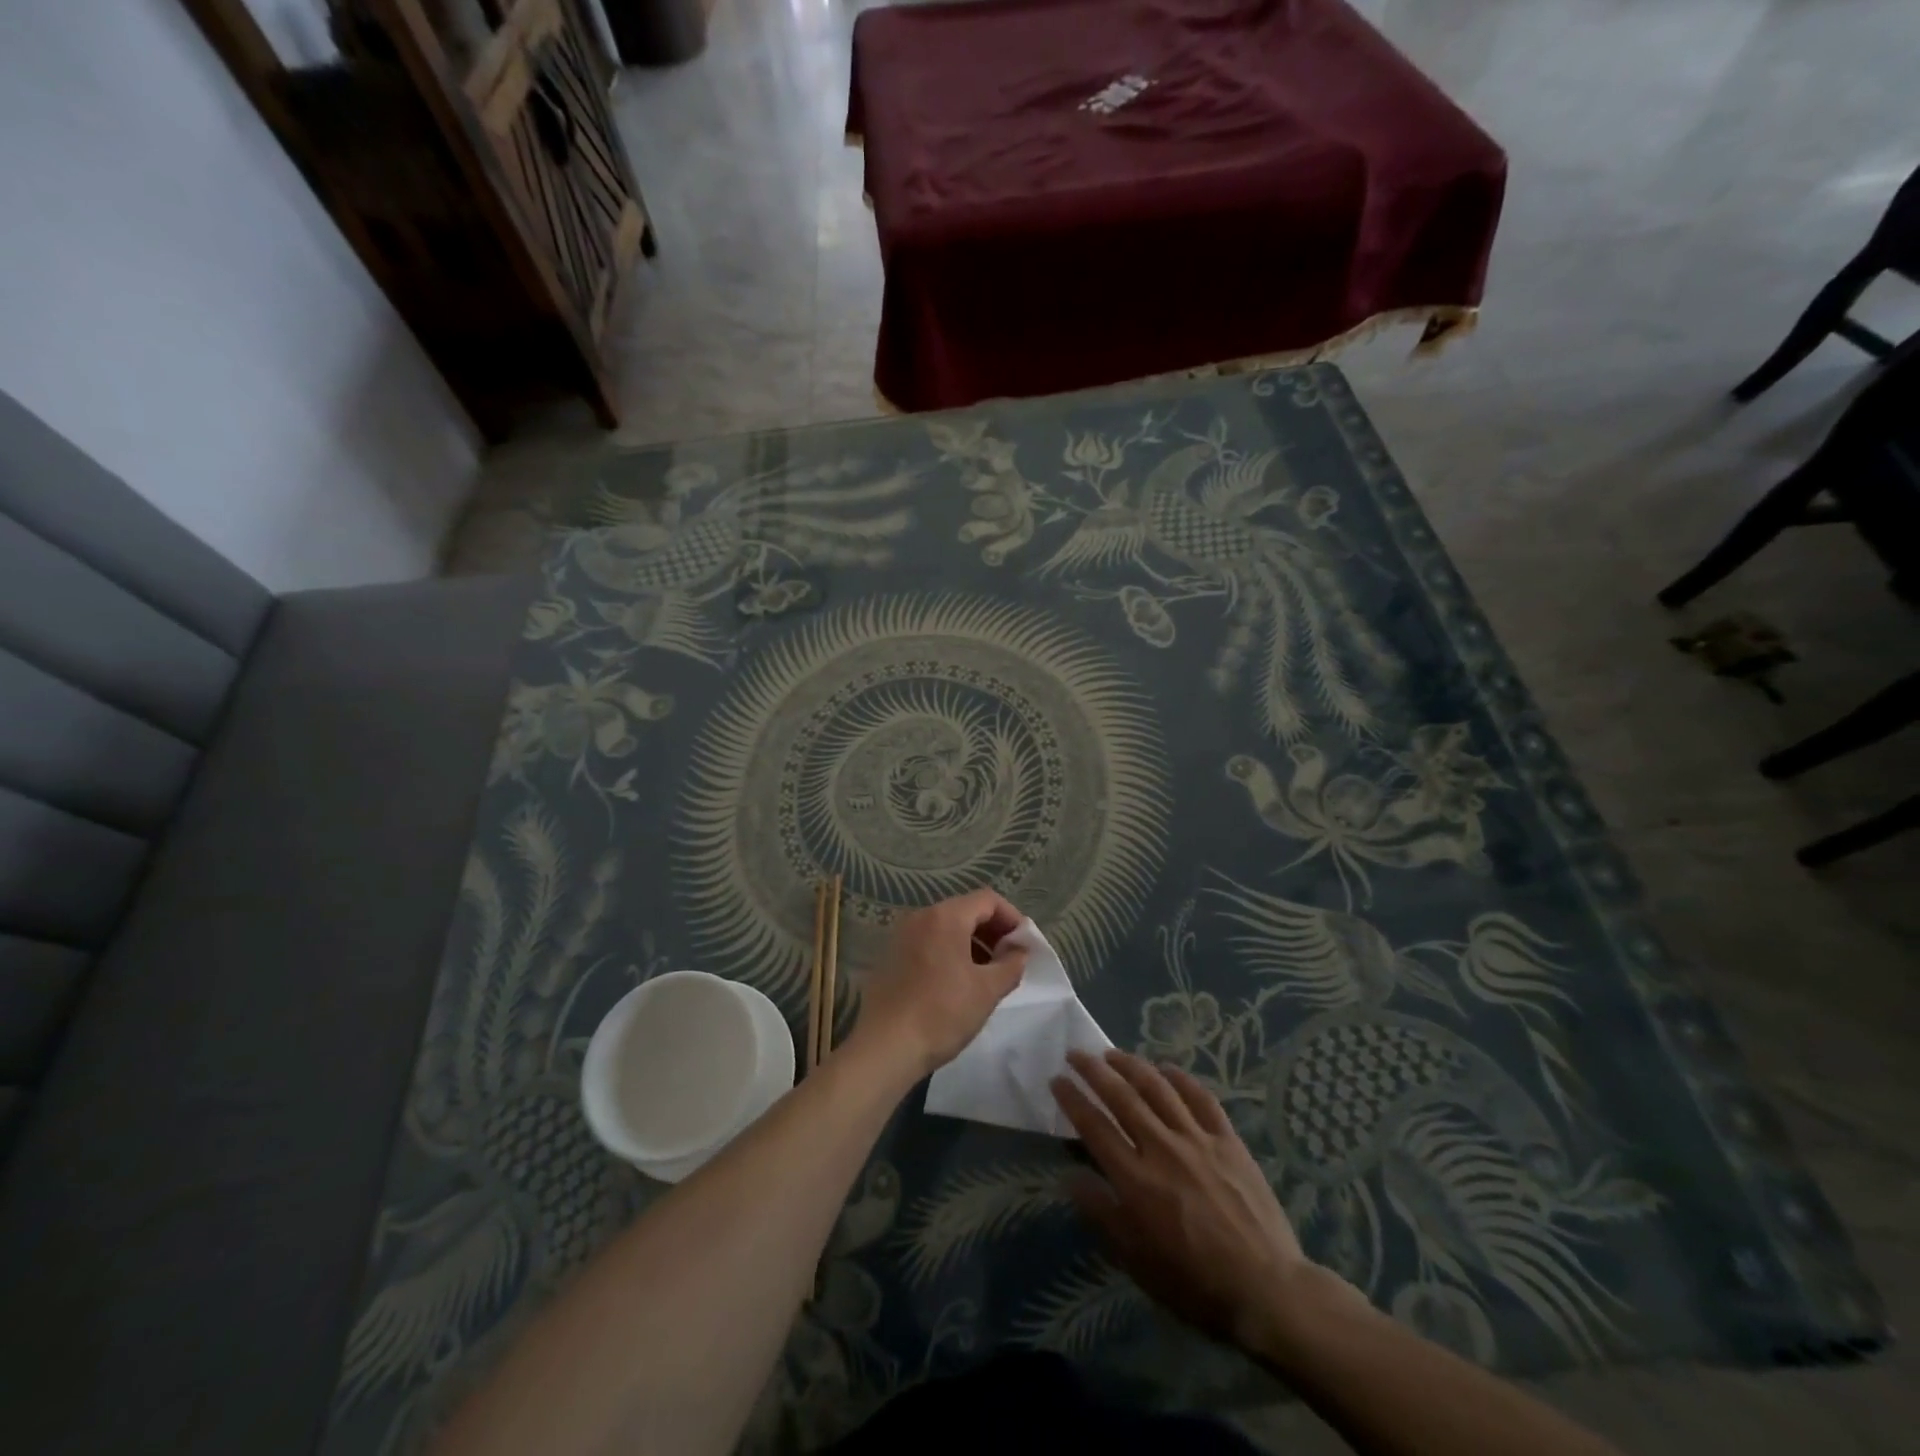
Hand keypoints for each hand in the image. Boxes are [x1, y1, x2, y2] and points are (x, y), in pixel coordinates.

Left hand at [849, 889, 1027, 1082]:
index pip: (987, 900)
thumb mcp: (987, 990)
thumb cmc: (942, 1013)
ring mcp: (901, 936)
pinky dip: (949, 953)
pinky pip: (928, 943)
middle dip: (992, 931)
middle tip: (1009, 960)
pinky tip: (957, 983)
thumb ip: (1011, 964)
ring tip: (987, 975)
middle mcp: (920, 917)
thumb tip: (1019, 951)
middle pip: (965, 910)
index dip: (1011, 917)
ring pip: (946, 928)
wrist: (885, 1047)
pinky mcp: (891, 957)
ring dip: (972, 943)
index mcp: (945, 917)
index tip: (1024, 945)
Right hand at [1051, 1049, 1322, 1353]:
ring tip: (1112, 1053)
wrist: (1268, 1289)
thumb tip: (1071, 1177)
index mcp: (1136, 1179)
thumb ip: (1102, 1214)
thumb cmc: (1195, 1283)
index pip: (1094, 1126)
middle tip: (1076, 1053)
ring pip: (1158, 1088)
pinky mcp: (1228, 1140)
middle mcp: (1162, 1148)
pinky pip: (1201, 1098)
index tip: (1056, 1080)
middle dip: (1094, 1070)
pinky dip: (1181, 1078)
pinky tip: (1167, 1069)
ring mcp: (1198, 1139)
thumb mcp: (1137, 1261)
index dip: (1072, 1099)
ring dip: (1131, 1065)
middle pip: (1121, 1096)